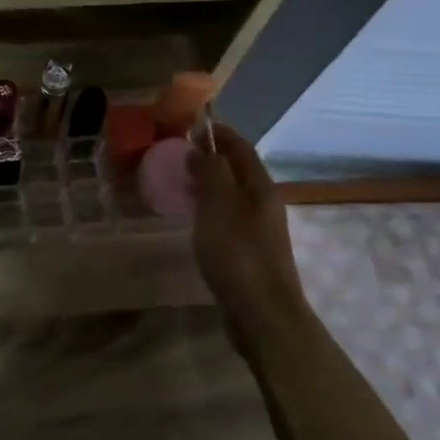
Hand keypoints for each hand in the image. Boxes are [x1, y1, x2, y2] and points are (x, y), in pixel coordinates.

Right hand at [189, 124, 312, 332]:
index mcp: (260, 187)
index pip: (240, 148)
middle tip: (175, 155)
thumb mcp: (219, 205)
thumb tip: (201, 150)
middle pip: (237, 170)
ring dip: (207, 184)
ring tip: (178, 183)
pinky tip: (191, 219)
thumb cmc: (238, 254)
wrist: (262, 313)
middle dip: (210, 157)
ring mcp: (258, 229)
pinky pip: (226, 217)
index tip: (189, 126)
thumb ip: (211, 172)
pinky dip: (208, 208)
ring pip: (231, 195)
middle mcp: (263, 203)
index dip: (218, 133)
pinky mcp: (248, 252)